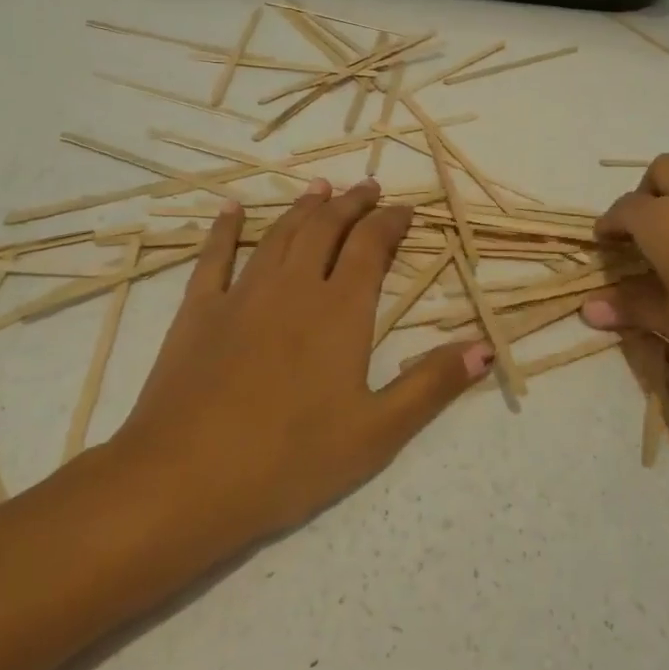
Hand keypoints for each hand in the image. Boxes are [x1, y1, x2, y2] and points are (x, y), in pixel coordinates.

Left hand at [108, 178, 490, 549]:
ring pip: (278, 234)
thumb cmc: (289, 460)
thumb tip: (485, 347)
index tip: (405, 210)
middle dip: (351, 204)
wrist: (183, 481)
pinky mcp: (198, 312)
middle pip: (326, 229)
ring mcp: (241, 295)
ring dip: (303, 207)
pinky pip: (214, 257)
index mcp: (340, 311)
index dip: (390, 222)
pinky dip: (225, 229)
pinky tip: (231, 210)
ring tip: (320, 189)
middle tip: (367, 188)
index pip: (371, 247)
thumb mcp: (376, 433)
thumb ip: (432, 385)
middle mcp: (293, 288)